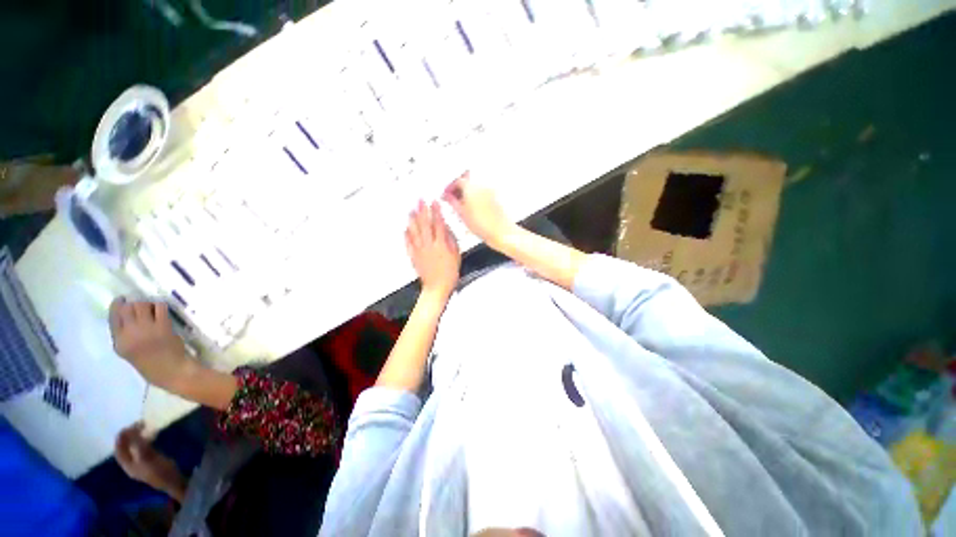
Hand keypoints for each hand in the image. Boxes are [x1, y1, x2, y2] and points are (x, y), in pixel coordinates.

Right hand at [108, 298, 190, 391]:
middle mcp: (130, 334)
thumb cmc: (151, 365)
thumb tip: (125, 318)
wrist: (172, 372)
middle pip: (127, 308)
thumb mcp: (129, 352)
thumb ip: (124, 337)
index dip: (117, 305)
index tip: (121, 300)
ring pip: (142, 305)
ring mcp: (147, 329)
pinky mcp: (163, 327)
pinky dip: (160, 305)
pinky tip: (161, 309)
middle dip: (133, 303)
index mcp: (119, 343)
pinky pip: (160, 307)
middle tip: (140, 304)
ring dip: (146, 303)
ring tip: (151, 308)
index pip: (112, 318)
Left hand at [115, 423, 185, 500]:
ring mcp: (140, 463)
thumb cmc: (159, 470)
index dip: (121, 438)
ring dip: (136, 437)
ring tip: (144, 428)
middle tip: (138, 425)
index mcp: (127, 465)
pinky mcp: (149, 460)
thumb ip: (139, 446)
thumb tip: (133, 431)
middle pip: (125, 448)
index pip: (119, 449)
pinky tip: (151, 436)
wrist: (172, 481)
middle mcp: (131, 464)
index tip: (128, 426)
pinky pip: (141, 448)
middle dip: (129, 436)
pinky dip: (143, 440)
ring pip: (133, 448)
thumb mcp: (148, 458)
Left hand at [406, 200, 459, 299]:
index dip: (436, 212)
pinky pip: (408, 243)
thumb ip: (451, 241)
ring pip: (414, 232)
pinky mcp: (413, 256)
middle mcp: (429, 245)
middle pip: (424, 224)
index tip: (434, 202)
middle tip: (420, 200)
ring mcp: (419, 250)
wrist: (437, 287)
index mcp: (441, 244)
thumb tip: (446, 229)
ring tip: (411, 210)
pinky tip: (406, 229)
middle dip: (422, 211)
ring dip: (412, 220)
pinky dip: (406, 235)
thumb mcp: (456, 256)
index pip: (438, 224)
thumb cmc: (450, 273)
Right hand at [443, 171, 514, 248]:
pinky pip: (483, 193)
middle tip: (453, 199)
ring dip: (468, 194)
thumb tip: (447, 196)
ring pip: (476, 188)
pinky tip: (474, 209)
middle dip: (459, 190)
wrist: (500, 232)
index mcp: (471, 187)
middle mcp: (482, 185)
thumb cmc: (482, 225)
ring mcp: (491, 190)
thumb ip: (452, 202)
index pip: (457, 181)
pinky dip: (477, 197)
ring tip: (463, 206)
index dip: (450, 187)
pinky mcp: (497, 197)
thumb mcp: (461, 214)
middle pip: (468, 182)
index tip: (447, 194)